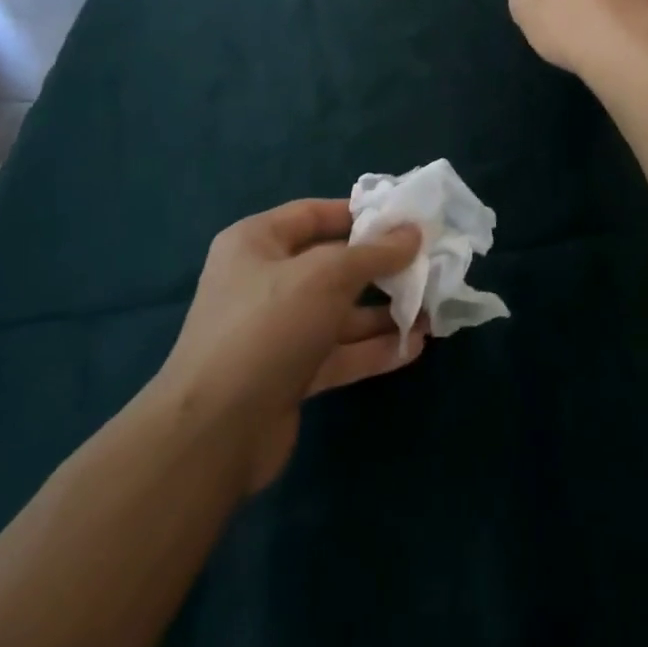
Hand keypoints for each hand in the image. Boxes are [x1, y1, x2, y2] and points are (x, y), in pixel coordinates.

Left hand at [156, 200, 423, 493]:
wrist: (215, 432)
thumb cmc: (268, 326)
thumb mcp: (326, 276)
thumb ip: (374, 253)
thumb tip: (413, 232)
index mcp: (256, 243)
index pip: (314, 214)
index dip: (360, 214)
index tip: (405, 220)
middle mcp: (263, 281)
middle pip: (332, 265)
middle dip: (380, 268)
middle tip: (428, 266)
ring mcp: (276, 331)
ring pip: (339, 313)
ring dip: (384, 313)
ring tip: (432, 311)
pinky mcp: (289, 374)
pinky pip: (338, 352)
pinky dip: (372, 349)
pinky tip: (414, 347)